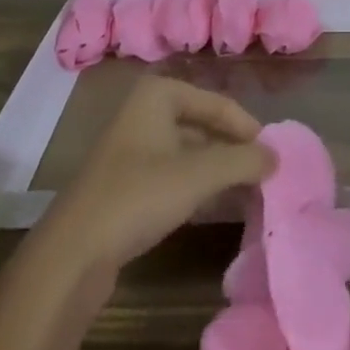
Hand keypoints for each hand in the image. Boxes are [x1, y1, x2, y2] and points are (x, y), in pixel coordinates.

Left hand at [30, 76, 275, 275]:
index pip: (219, 104)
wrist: (71, 255)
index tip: (274, 156)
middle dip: (233, 149)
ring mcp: (133, 148)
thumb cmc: (137, 196)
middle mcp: (145, 111)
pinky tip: (215, 205)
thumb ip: (243, 162)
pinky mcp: (125, 183)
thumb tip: (278, 157)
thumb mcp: (198, 175)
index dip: (248, 129)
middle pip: (204, 125)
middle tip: (264, 174)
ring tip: (248, 191)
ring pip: (189, 151)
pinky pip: (173, 173)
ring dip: (218, 169)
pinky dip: (197, 185)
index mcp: (159, 94)